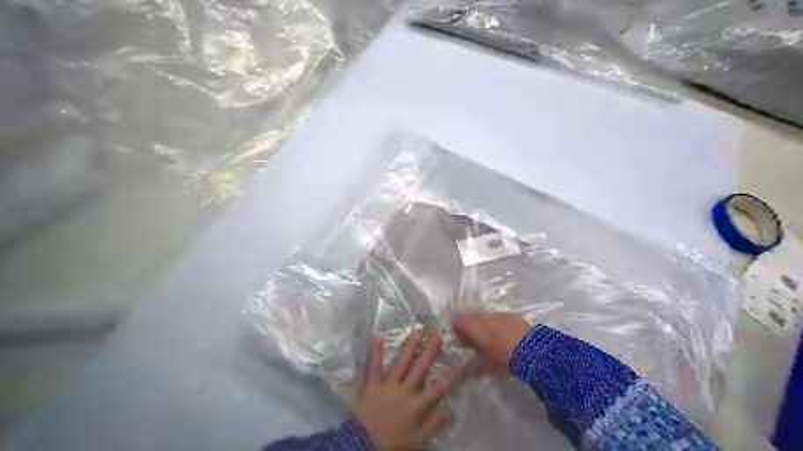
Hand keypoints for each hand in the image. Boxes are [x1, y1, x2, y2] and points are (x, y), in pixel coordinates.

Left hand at [356, 332, 461, 450]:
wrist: (363, 445)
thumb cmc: (392, 445)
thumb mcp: (418, 441)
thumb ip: (434, 424)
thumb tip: (452, 411)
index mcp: (417, 405)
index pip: (439, 389)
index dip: (452, 377)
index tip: (462, 363)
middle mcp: (404, 390)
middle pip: (420, 368)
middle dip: (430, 352)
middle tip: (437, 335)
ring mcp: (387, 385)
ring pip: (401, 363)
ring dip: (409, 348)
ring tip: (416, 333)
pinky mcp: (372, 384)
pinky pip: (373, 367)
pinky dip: (374, 352)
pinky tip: (376, 337)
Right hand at [452, 313, 531, 375]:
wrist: (533, 350)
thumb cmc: (503, 358)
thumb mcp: (485, 365)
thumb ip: (472, 365)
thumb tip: (464, 368)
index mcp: (473, 326)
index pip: (457, 320)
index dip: (457, 330)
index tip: (462, 343)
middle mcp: (484, 316)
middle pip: (471, 317)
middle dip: (470, 329)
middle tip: (474, 344)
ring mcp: (498, 314)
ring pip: (485, 318)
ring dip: (484, 327)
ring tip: (491, 342)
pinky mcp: (512, 316)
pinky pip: (498, 319)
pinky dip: (497, 327)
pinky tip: (504, 338)